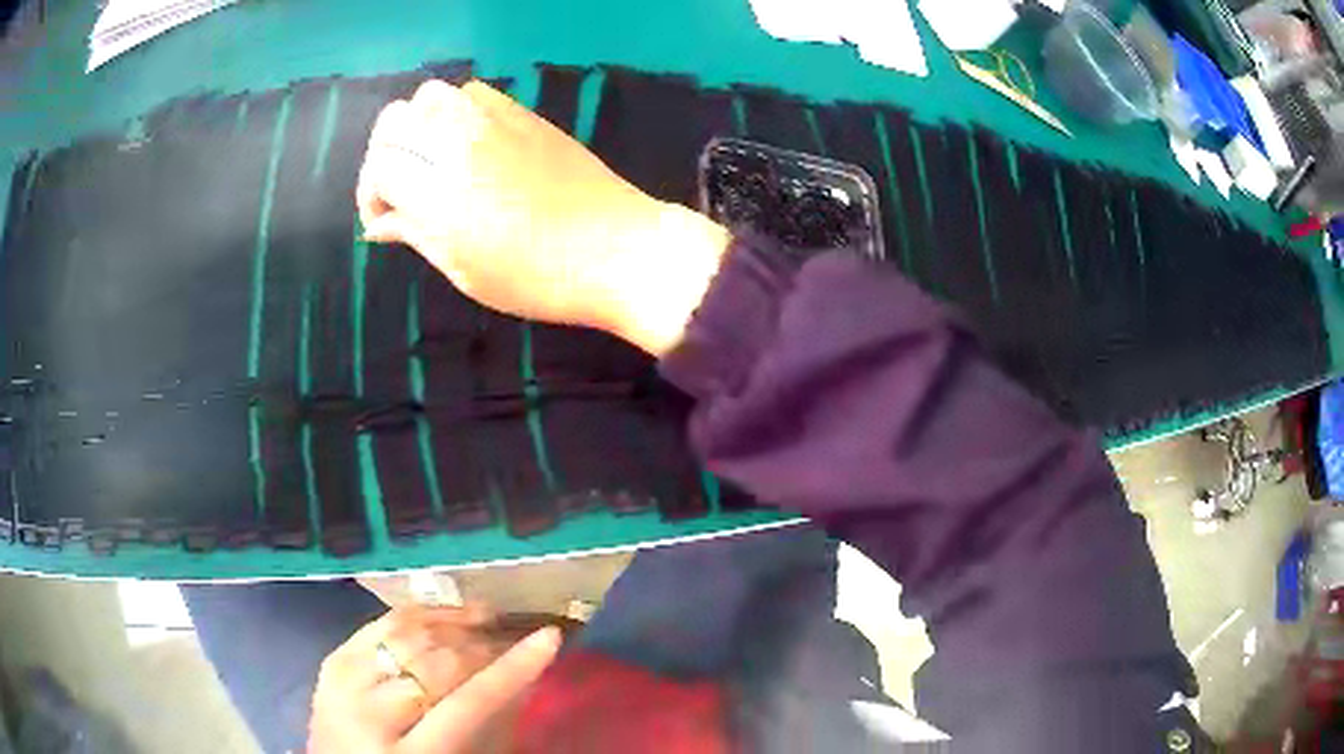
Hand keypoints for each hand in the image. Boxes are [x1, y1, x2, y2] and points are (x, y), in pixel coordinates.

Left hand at [308, 604, 560, 752]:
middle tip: (513, 639)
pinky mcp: (331, 660)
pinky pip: (380, 624)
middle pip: (438, 663)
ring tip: (484, 619)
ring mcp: (343, 680)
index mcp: (408, 753)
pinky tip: (443, 613)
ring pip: (408, 634)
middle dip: (484, 646)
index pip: (469, 702)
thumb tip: (519, 682)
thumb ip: (482, 733)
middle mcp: (368, 712)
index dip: (513, 668)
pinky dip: (417, 614)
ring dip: (453, 622)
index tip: (549, 638)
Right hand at [356, 79, 730, 356]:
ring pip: (430, 96)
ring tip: (430, 159)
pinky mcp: (524, 113)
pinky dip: (455, 110)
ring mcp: (495, 121)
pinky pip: (472, 92)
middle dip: (385, 154)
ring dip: (417, 124)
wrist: (616, 249)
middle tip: (401, 187)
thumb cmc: (537, 277)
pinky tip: (467, 142)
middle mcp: (460, 144)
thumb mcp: (464, 269)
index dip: (371, 193)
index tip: (384, 218)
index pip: (381, 166)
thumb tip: (378, 223)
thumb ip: (415, 234)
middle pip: (394, 121)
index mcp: (441, 192)